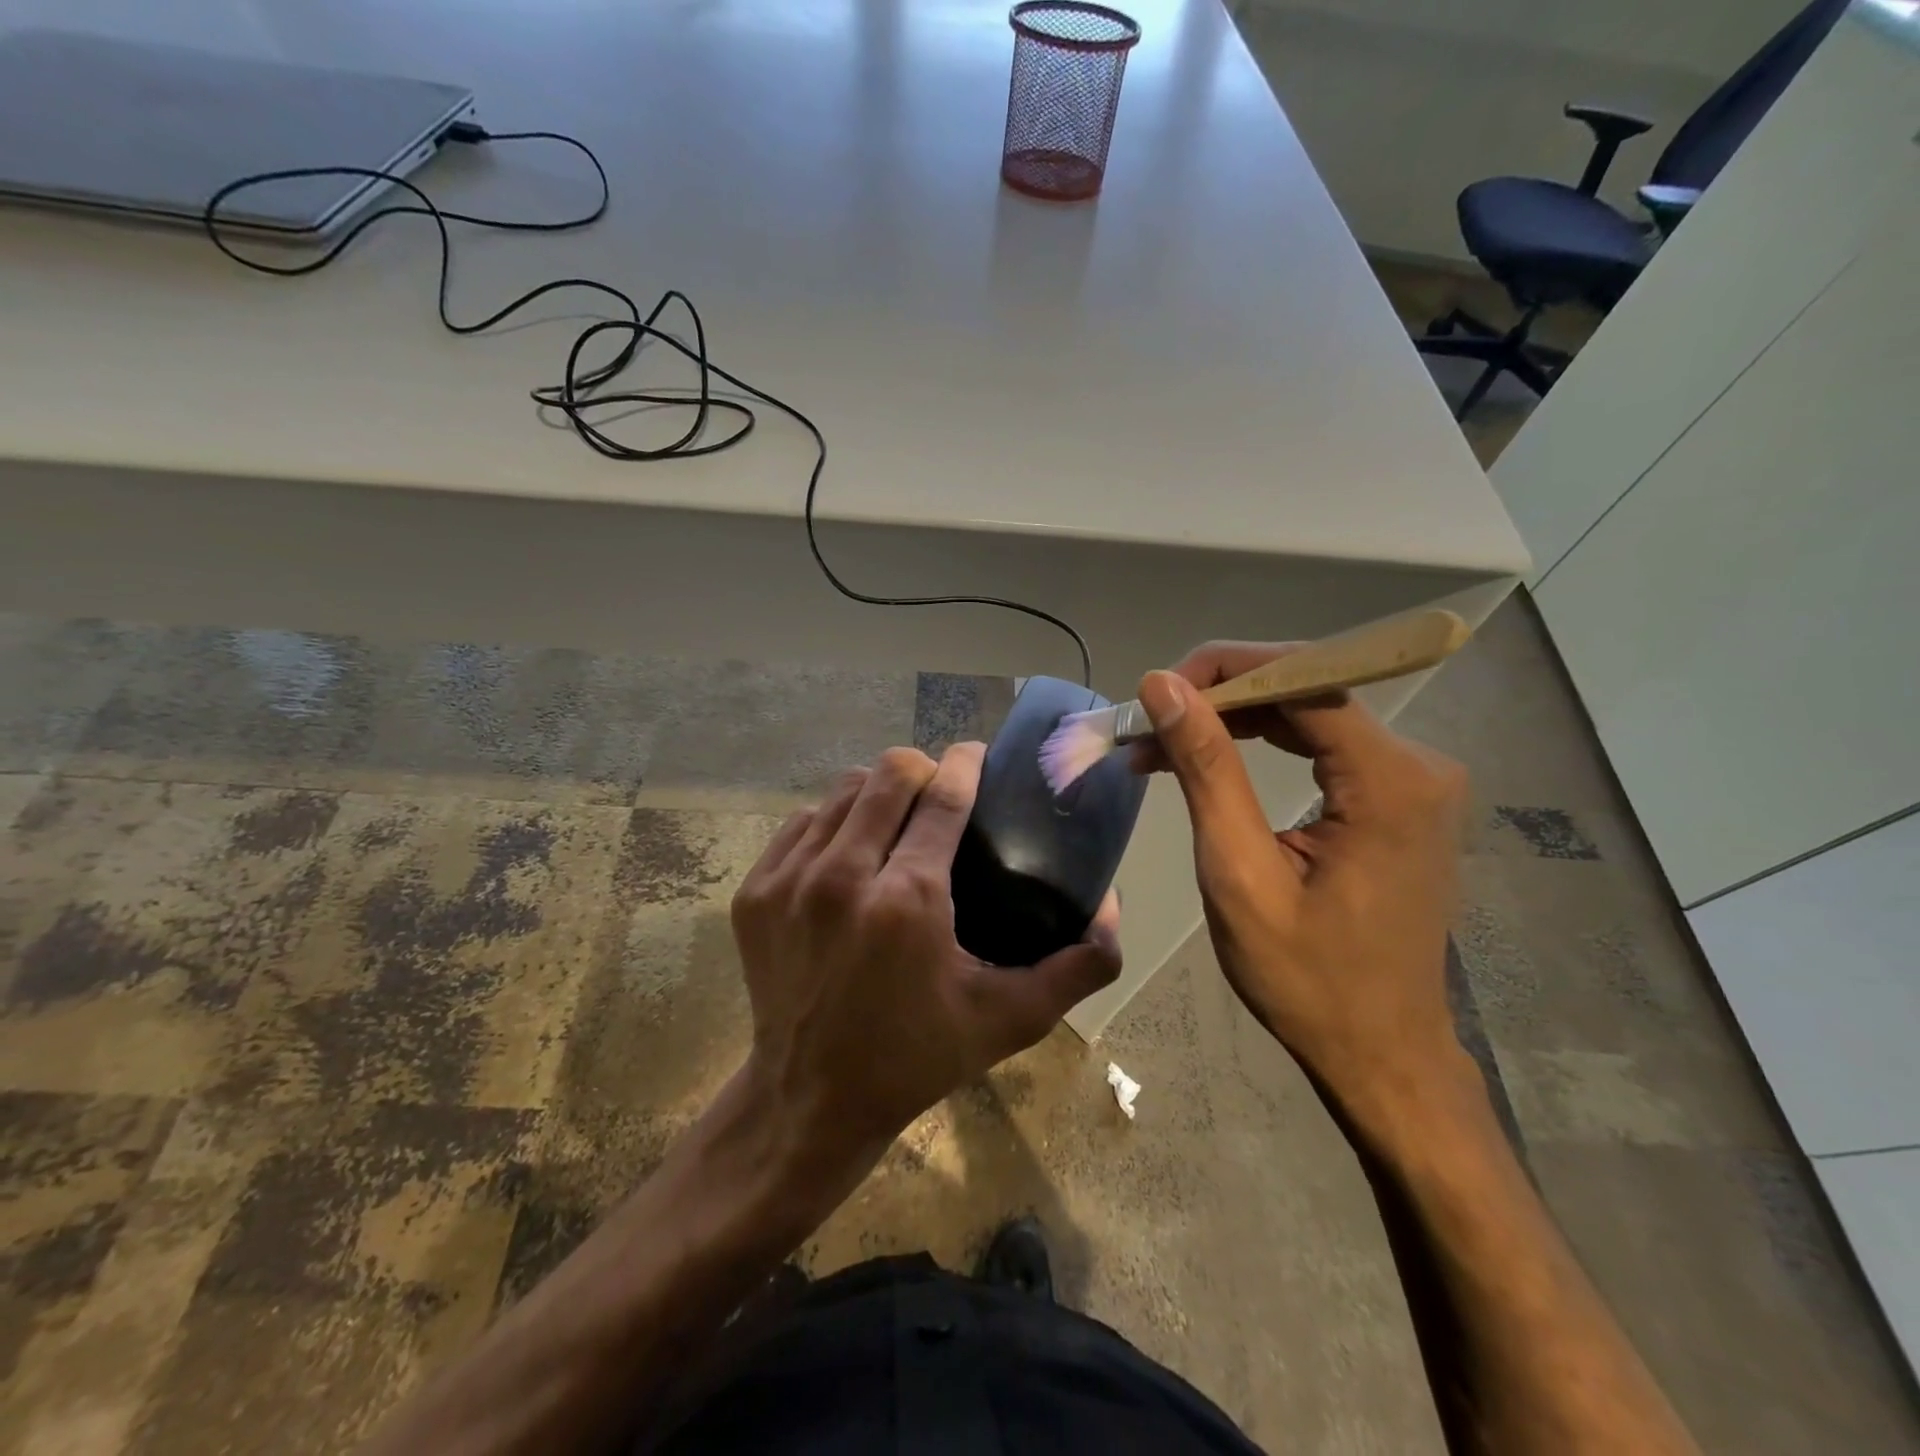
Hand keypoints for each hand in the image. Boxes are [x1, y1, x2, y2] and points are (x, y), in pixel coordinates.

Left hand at [731, 742, 1120, 1165]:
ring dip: (878, 792)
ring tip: (898, 818)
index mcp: (907, 901)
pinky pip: (802, 823)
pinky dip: (834, 822)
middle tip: (942, 794)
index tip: (978, 754)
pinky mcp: (755, 892)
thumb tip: (1114, 911)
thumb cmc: (916, 1057)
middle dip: (923, 769)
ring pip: (842, 790)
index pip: (943, 796)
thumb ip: (1076, 968)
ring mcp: (789, 881)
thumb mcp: (1009, 1019)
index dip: (966, 763)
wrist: (811, 1099)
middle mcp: (842, 877)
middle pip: (889, 774)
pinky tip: (852, 849)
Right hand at [1135, 643, 1471, 1124]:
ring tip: (1159, 743)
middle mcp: (1418, 764)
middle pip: (1307, 689)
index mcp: (1392, 782)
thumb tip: (1163, 686)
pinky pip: (1321, 744)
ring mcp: (1415, 779)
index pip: (1302, 680)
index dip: (1222, 672)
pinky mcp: (1398, 797)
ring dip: (1231, 719)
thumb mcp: (1239, 873)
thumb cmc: (1305, 978)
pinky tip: (1208, 756)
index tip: (1153, 692)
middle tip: (1146, 722)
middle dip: (1218, 697)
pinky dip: (1260, 743)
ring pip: (1308, 712)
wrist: (1379, 1052)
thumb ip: (1207, 770)